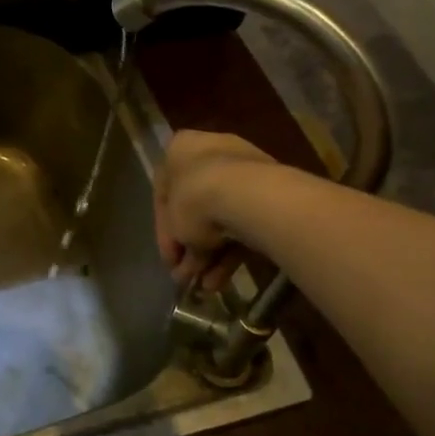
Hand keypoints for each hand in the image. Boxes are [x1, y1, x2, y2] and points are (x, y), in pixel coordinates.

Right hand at [153, 129, 278, 288]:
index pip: (165, 193)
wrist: (248, 195)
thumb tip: (179, 268)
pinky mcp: (270, 191)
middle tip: (188, 275)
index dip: (165, 231)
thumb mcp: (174, 226)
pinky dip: (233, 250)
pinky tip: (224, 279)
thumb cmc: (195, 200)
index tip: (169, 258)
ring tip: (207, 286)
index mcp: (181, 149)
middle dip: (191, 245)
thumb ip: (175, 244)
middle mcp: (212, 152)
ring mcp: (244, 169)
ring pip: (221, 217)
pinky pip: (243, 221)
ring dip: (212, 254)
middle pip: (196, 206)